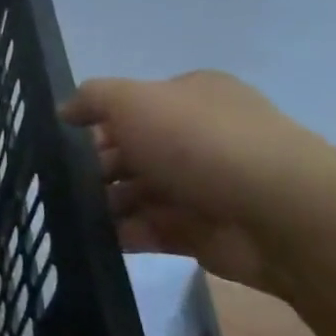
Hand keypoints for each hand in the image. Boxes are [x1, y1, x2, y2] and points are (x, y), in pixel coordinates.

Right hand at [60, 71, 321, 295]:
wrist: (278, 212)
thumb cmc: (199, 141)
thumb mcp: (132, 100)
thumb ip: (92, 99)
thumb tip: (65, 110)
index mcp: (193, 97)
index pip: (134, 106)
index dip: (97, 121)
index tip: (62, 140)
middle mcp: (201, 137)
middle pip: (132, 150)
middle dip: (95, 166)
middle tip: (57, 181)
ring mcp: (204, 187)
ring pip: (137, 192)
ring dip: (103, 202)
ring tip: (67, 212)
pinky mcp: (203, 232)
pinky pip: (149, 230)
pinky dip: (121, 234)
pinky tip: (90, 238)